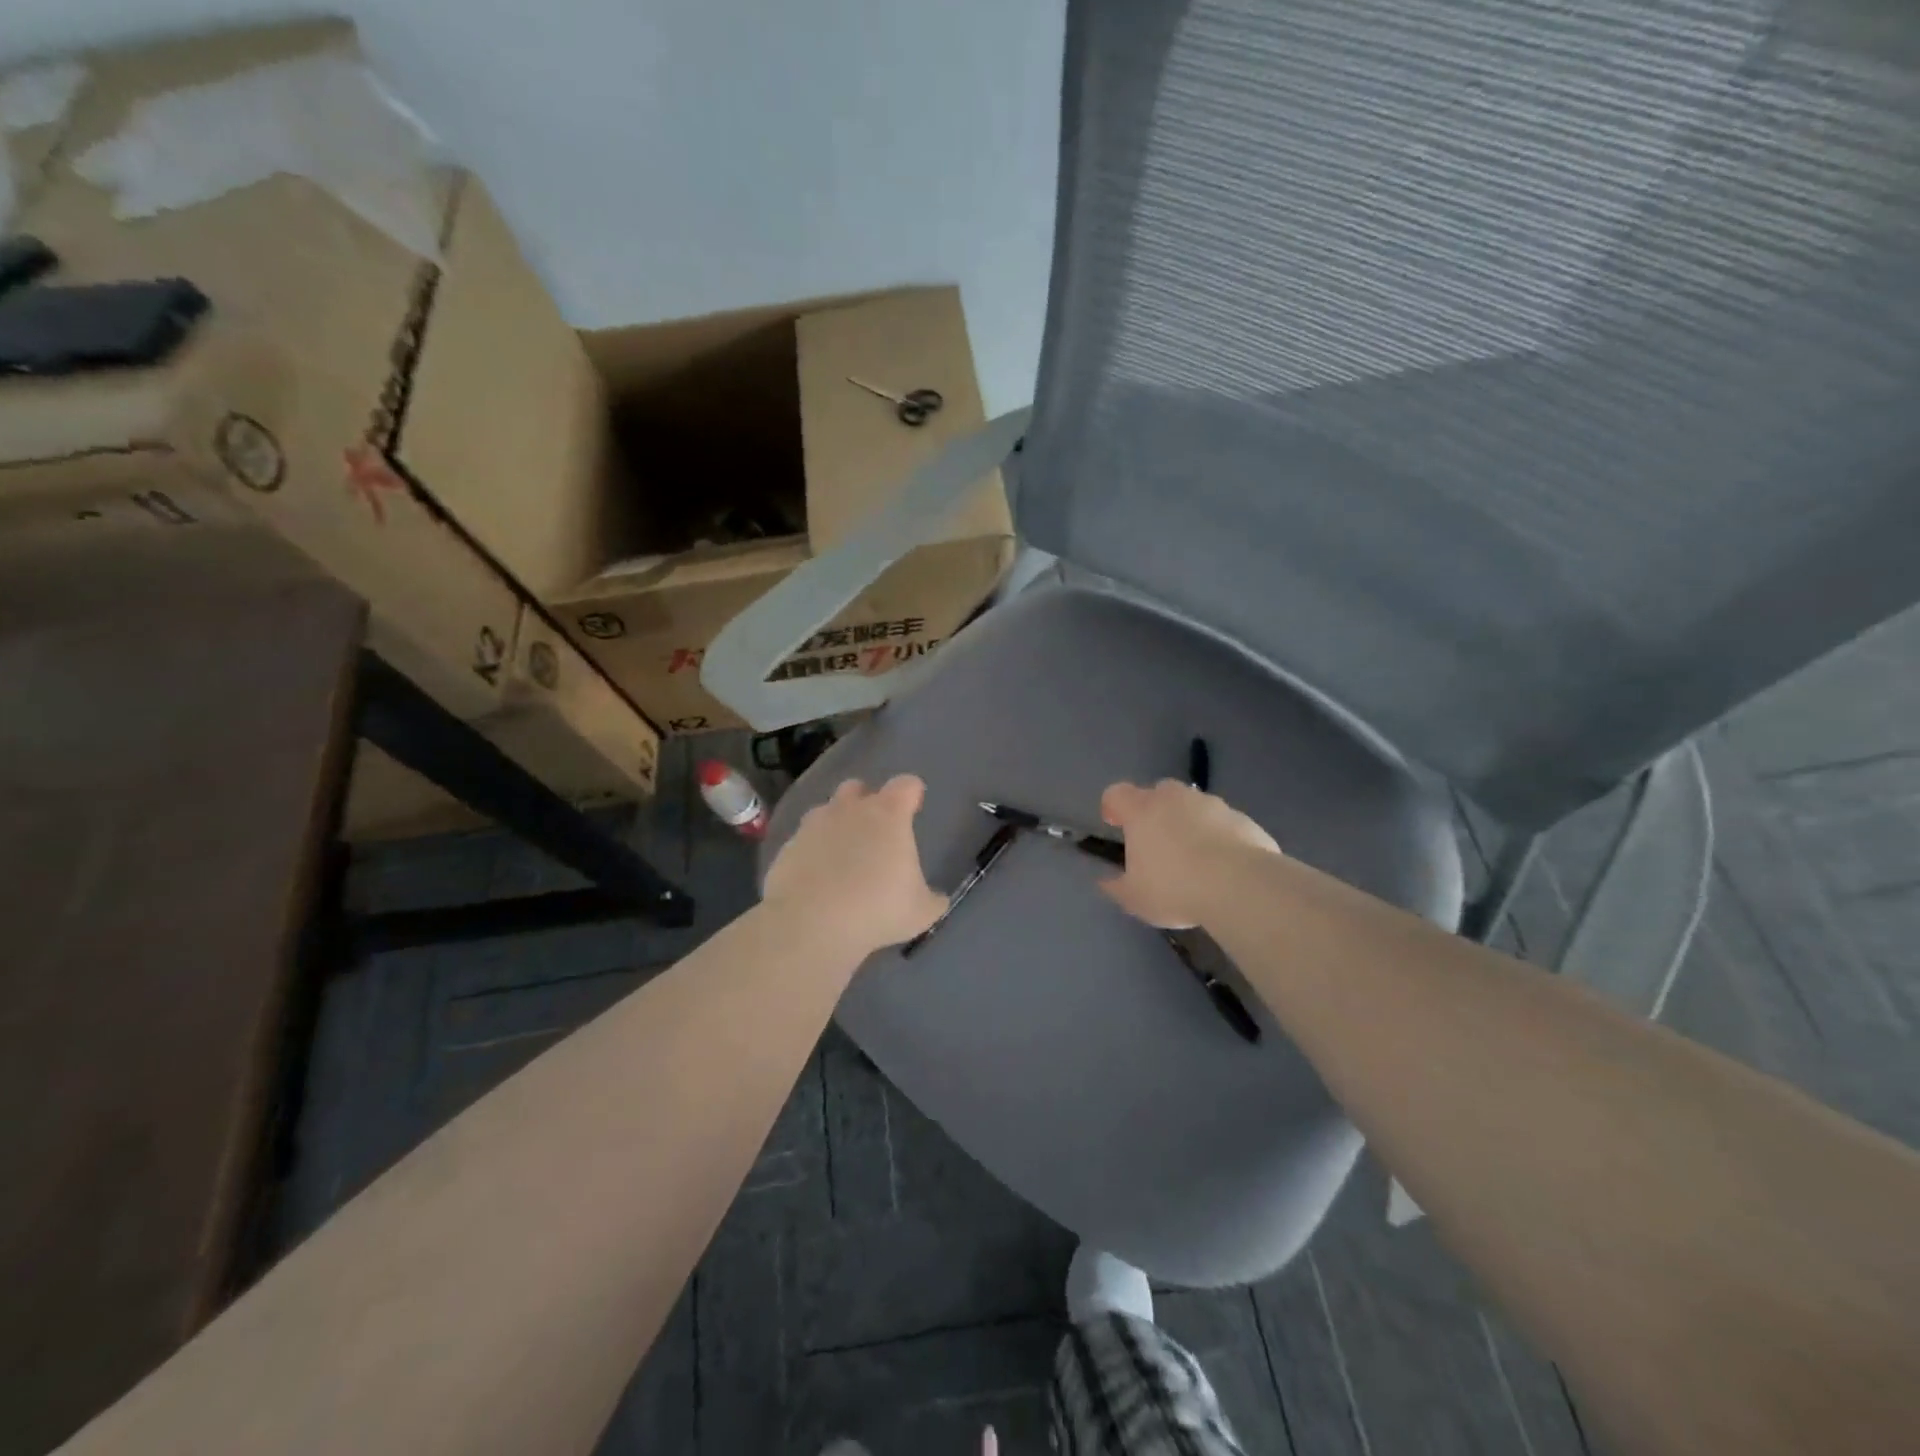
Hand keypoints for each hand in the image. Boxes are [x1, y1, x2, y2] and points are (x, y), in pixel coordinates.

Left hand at [763, 775, 947, 956]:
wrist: (811, 924)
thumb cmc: (877, 909)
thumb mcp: (921, 911)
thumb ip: (932, 899)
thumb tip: (936, 899)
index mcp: (888, 814)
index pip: (906, 785)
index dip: (912, 793)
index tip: (914, 807)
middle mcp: (849, 809)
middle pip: (858, 787)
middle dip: (866, 801)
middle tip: (874, 831)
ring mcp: (813, 825)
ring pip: (826, 810)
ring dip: (835, 824)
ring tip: (842, 855)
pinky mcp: (787, 847)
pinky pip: (803, 841)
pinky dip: (812, 852)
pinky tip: (817, 878)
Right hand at [1098, 779, 1281, 928]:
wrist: (1240, 886)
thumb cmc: (1175, 888)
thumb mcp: (1135, 898)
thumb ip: (1116, 887)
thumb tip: (1106, 881)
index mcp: (1141, 810)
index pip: (1116, 794)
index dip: (1112, 807)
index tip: (1114, 825)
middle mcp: (1175, 798)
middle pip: (1157, 792)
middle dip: (1154, 811)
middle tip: (1156, 842)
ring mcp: (1212, 805)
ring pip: (1193, 805)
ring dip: (1189, 822)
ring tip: (1195, 858)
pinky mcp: (1243, 818)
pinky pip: (1222, 822)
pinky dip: (1218, 836)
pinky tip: (1223, 866)